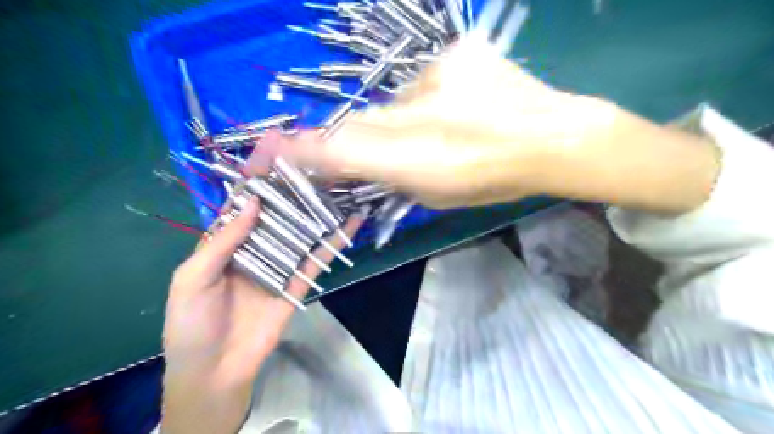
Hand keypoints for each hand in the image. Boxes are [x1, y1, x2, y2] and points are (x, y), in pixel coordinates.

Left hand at [162, 174, 363, 432]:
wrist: (216, 371)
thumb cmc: (192, 325)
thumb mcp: (191, 280)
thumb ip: (221, 242)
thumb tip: (253, 205)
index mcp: (227, 241)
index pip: (245, 200)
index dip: (257, 173)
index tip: (273, 145)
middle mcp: (257, 245)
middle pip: (279, 209)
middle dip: (294, 183)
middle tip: (316, 155)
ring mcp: (282, 262)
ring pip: (303, 228)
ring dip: (320, 207)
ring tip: (340, 181)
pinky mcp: (300, 280)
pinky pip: (319, 256)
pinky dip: (336, 240)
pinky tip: (352, 222)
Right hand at [268, 40, 720, 212]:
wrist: (551, 138)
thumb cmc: (493, 180)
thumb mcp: (434, 195)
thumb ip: (386, 178)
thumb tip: (353, 164)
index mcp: (410, 159)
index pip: (335, 152)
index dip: (298, 154)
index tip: (265, 156)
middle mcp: (412, 112)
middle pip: (355, 124)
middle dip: (350, 141)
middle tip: (384, 153)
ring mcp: (433, 76)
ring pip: (390, 102)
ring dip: (400, 120)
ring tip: (440, 132)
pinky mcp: (453, 54)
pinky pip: (420, 81)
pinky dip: (427, 99)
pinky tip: (456, 108)